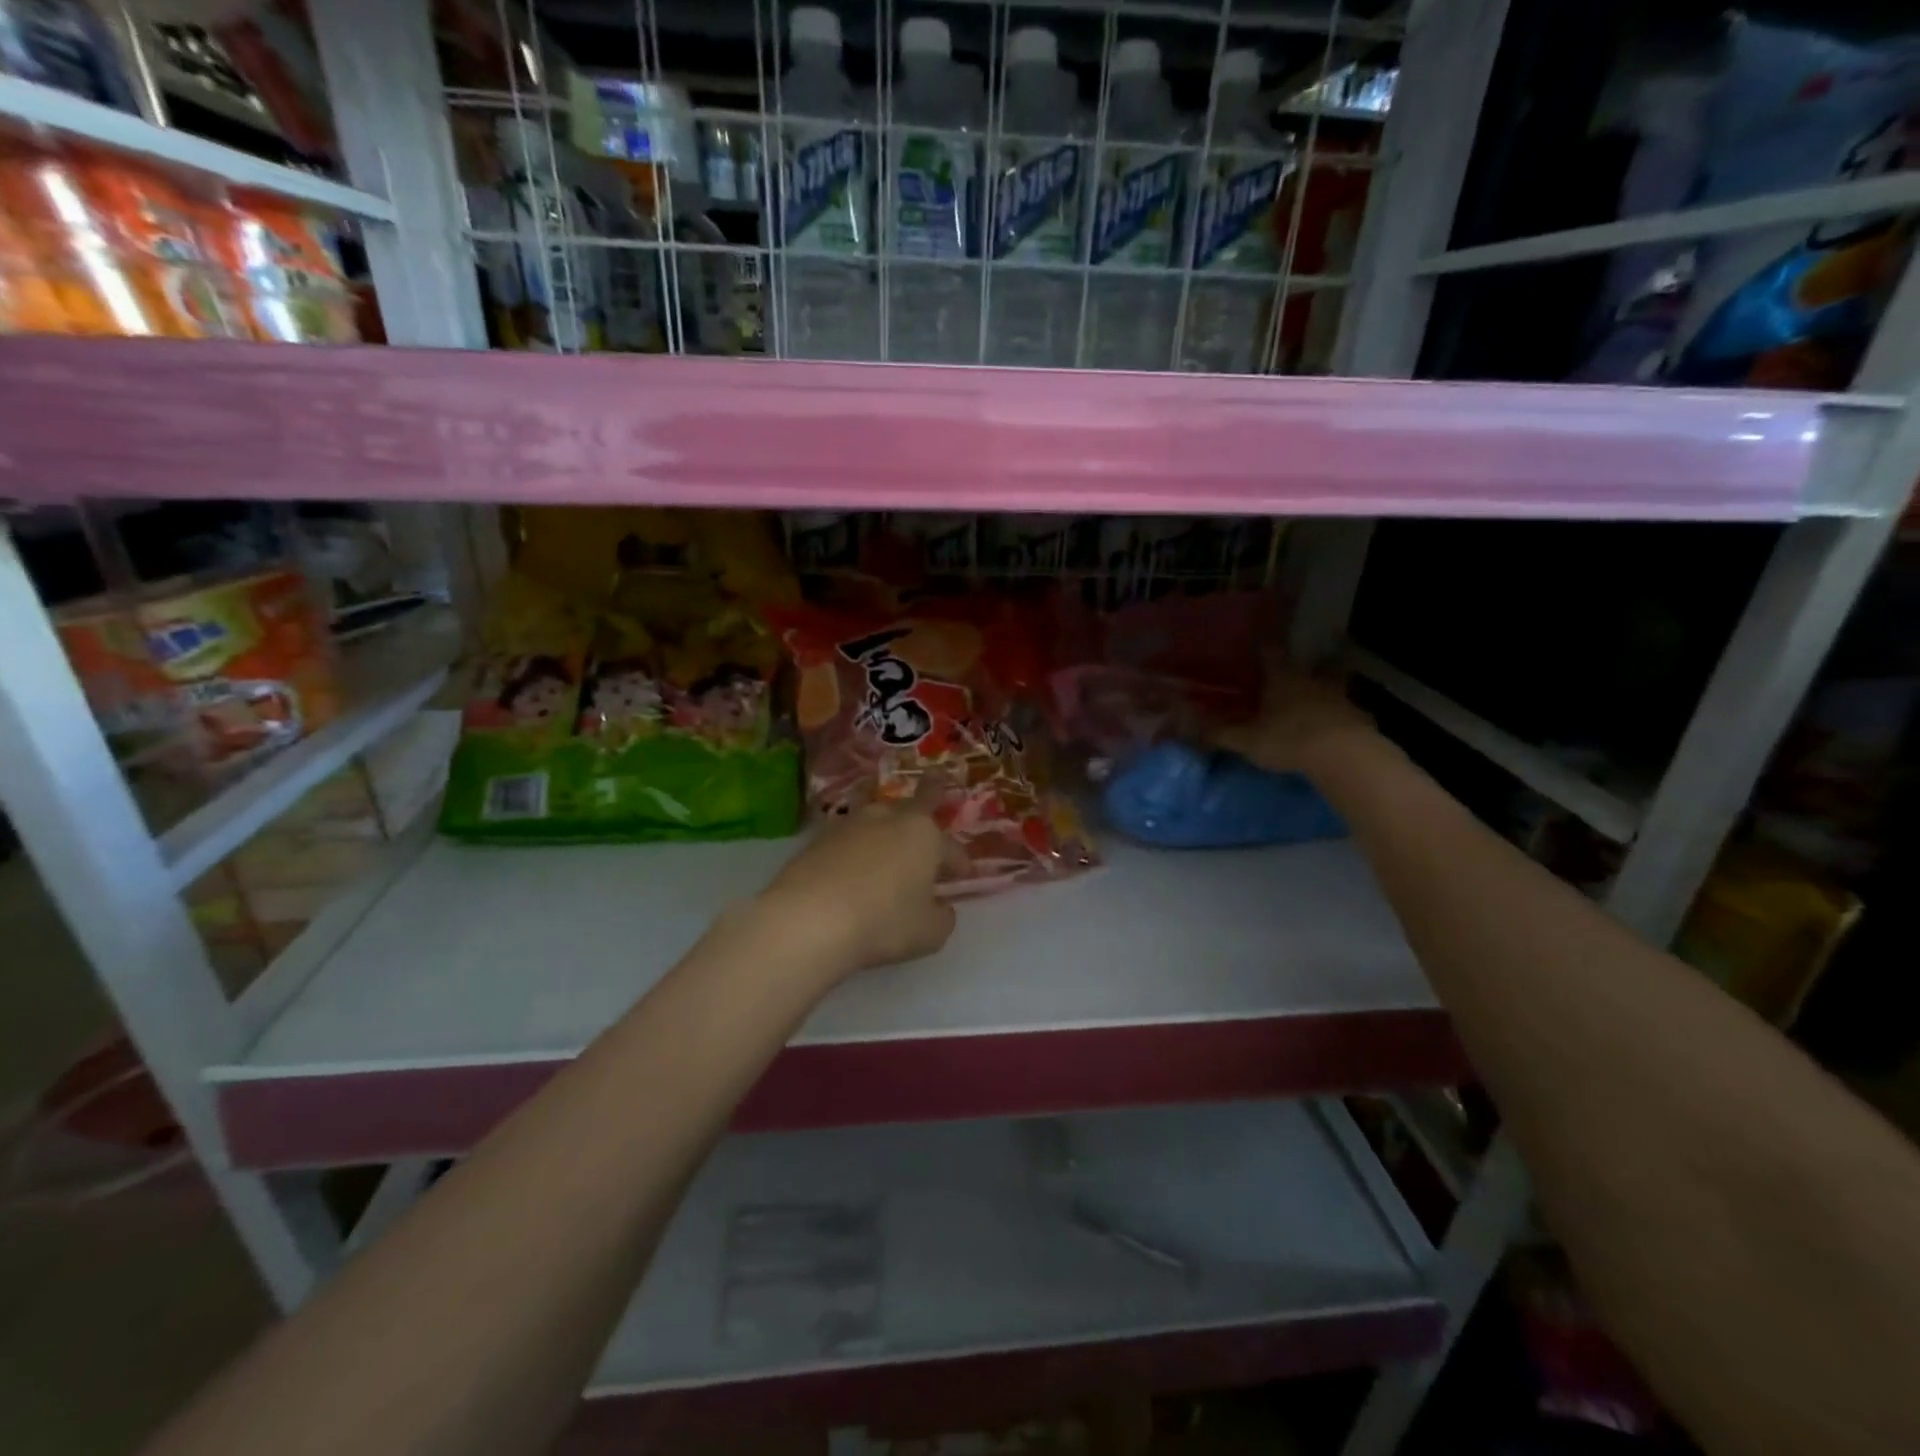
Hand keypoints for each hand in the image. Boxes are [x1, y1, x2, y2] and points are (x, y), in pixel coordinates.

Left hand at [754, 784, 963, 976]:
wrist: (809, 920)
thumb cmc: (884, 922)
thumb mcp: (930, 932)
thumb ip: (942, 916)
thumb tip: (940, 907)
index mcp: (924, 833)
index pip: (950, 846)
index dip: (959, 862)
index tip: (961, 876)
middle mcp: (887, 818)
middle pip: (913, 807)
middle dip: (926, 806)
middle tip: (933, 798)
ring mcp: (849, 824)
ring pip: (876, 818)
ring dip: (885, 829)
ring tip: (886, 842)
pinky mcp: (816, 839)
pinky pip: (846, 840)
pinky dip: (854, 850)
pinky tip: (851, 868)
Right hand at [1210, 656, 1374, 777]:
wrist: (1343, 756)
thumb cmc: (1289, 740)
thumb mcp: (1247, 740)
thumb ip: (1221, 733)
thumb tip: (1191, 727)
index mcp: (1283, 679)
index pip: (1272, 654)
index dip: (1265, 647)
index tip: (1260, 642)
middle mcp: (1313, 681)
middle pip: (1313, 664)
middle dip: (1307, 665)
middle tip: (1301, 671)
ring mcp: (1341, 697)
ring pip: (1335, 684)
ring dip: (1328, 689)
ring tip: (1319, 699)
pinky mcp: (1360, 718)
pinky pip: (1348, 711)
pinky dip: (1341, 715)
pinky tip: (1336, 727)